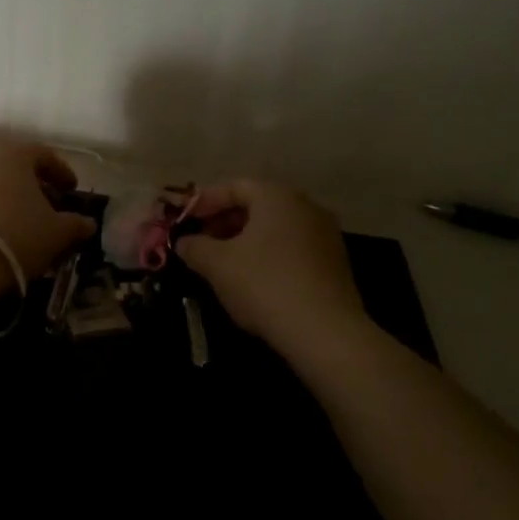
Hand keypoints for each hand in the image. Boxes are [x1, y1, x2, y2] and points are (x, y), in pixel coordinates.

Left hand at [0, 141, 96, 280]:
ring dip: (3, 194)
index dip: (61, 173)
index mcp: (14, 152)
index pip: (44, 155)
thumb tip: (88, 223)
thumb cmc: (14, 236)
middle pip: (13, 164)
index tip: (71, 191)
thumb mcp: (55, 233)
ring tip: (15, 219)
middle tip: (45, 205)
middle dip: (31, 183)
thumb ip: (75, 224)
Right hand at [176, 180, 372, 354]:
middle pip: (257, 204)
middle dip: (225, 220)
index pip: (234, 185)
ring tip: (222, 262)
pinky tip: (252, 279)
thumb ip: (195, 247)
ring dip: (245, 239)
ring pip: (275, 227)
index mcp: (277, 196)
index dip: (205, 201)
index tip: (185, 220)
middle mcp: (305, 206)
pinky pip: (292, 246)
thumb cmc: (264, 284)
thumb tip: (184, 242)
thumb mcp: (217, 264)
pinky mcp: (334, 262)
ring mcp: (325, 234)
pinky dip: (268, 254)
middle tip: (201, 241)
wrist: (325, 333)